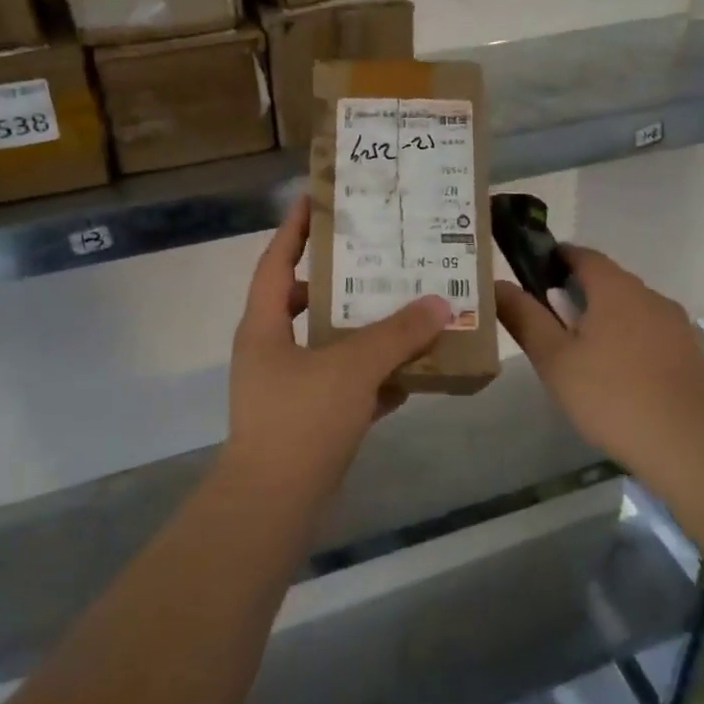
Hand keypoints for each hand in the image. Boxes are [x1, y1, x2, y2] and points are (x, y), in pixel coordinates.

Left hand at [227, 196, 454, 489]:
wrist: (274, 504)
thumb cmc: (301, 420)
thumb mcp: (352, 367)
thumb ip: (397, 334)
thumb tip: (440, 303)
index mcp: (264, 326)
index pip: (276, 262)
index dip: (294, 229)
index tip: (316, 199)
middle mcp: (270, 350)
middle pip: (305, 303)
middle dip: (342, 283)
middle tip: (381, 261)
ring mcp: (287, 388)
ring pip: (329, 347)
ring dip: (365, 334)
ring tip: (407, 313)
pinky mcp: (308, 420)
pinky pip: (344, 386)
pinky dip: (372, 379)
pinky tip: (412, 376)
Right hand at [496, 246, 703, 473]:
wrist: (690, 443)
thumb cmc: (611, 395)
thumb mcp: (554, 359)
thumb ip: (524, 318)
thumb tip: (497, 284)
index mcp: (615, 289)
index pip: (583, 255)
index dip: (556, 257)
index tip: (534, 273)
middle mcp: (650, 296)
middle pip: (609, 282)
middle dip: (578, 293)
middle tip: (549, 323)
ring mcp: (676, 326)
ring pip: (631, 311)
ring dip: (605, 320)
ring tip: (581, 355)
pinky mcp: (691, 355)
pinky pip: (650, 336)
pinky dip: (629, 343)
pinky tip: (617, 378)